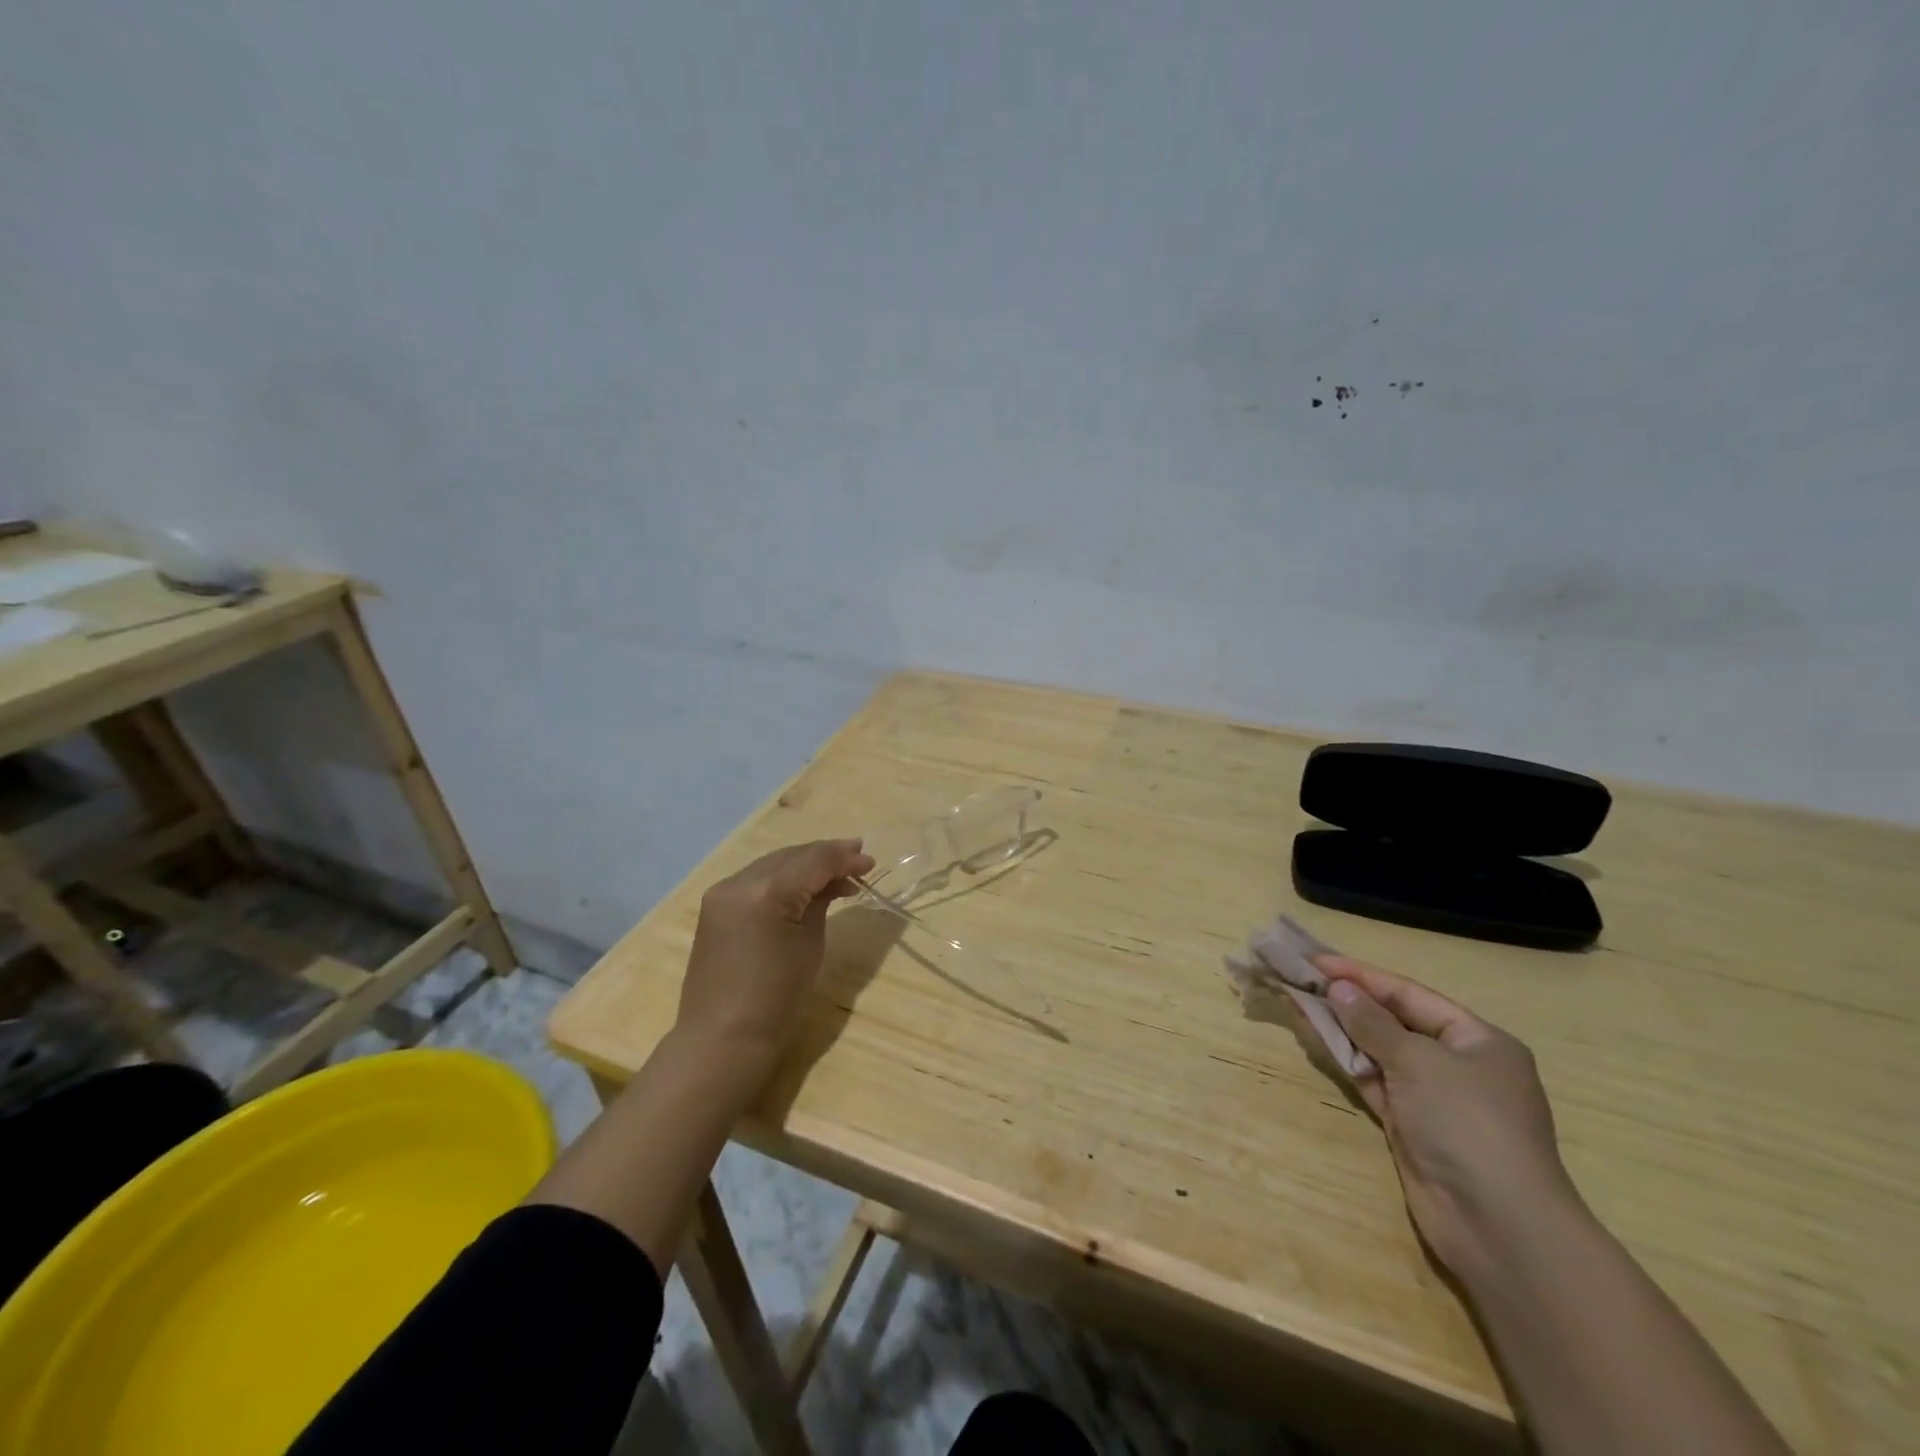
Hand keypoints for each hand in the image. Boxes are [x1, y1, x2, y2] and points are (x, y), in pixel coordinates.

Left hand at [675, 839, 874, 1063]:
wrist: (723, 1039)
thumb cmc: (777, 999)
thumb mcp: (810, 944)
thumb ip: (821, 902)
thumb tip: (835, 881)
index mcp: (765, 892)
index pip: (813, 861)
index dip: (844, 858)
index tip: (870, 861)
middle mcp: (738, 882)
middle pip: (791, 856)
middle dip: (826, 856)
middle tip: (858, 860)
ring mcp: (722, 893)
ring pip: (773, 865)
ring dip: (804, 865)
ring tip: (837, 873)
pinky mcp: (715, 907)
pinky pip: (756, 880)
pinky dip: (783, 879)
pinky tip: (804, 886)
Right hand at [1315, 954, 1583, 1272]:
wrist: (1497, 1225)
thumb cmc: (1467, 1123)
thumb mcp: (1419, 1061)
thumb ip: (1373, 1023)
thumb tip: (1339, 988)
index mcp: (1478, 1040)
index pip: (1409, 994)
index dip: (1361, 975)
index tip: (1315, 959)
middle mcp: (1458, 1064)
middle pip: (1393, 1020)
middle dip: (1348, 1000)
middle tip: (1300, 977)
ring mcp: (1433, 1098)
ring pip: (1377, 1050)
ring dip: (1340, 1027)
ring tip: (1296, 1000)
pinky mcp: (1410, 1126)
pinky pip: (1371, 1080)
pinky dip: (1345, 1060)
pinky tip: (1314, 1037)